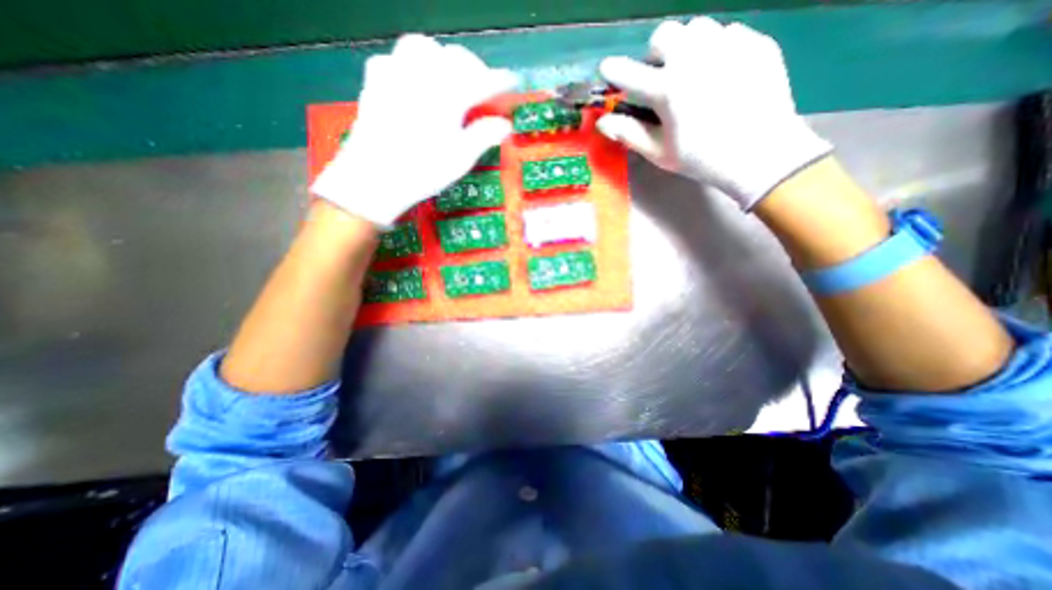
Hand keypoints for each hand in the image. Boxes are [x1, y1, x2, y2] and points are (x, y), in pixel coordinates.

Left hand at [309, 35, 517, 227]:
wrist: (375, 177)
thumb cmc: (424, 171)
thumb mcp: (461, 158)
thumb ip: (484, 136)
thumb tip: (504, 125)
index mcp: (448, 95)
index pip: (481, 80)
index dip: (499, 80)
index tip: (512, 82)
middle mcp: (423, 75)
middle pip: (454, 57)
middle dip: (473, 68)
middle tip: (482, 86)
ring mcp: (396, 74)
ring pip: (423, 48)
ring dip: (442, 59)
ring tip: (449, 79)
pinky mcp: (376, 81)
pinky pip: (396, 59)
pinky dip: (412, 65)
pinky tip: (415, 83)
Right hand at [595, 16, 834, 208]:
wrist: (761, 153)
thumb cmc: (702, 159)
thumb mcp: (660, 153)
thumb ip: (629, 133)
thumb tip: (603, 122)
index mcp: (667, 90)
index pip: (628, 73)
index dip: (613, 70)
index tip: (608, 69)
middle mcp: (693, 59)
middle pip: (664, 35)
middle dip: (656, 53)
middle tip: (662, 75)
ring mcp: (727, 46)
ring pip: (697, 29)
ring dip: (686, 48)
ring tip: (694, 73)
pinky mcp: (755, 43)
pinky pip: (727, 34)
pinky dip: (717, 51)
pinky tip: (722, 76)